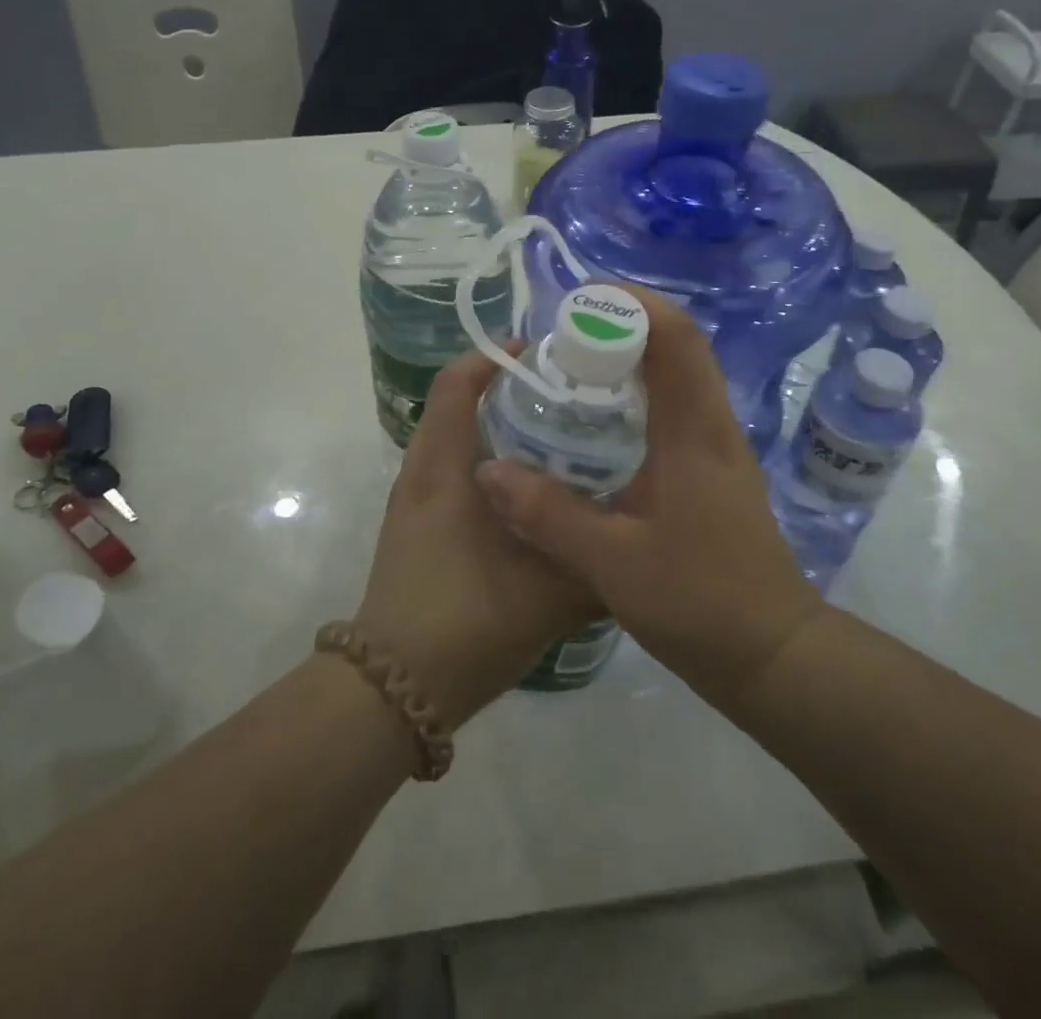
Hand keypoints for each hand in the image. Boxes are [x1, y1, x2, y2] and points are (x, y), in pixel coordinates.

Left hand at [355, 347, 598, 727]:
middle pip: (462, 402)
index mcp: (444, 466)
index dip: (496, 355)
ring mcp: (418, 498)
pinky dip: (494, 460)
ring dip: (503, 426)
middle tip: (571, 393)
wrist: (396, 688)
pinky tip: (536, 490)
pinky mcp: (421, 523)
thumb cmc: (467, 622)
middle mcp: (425, 470)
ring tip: (562, 434)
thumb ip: (598, 558)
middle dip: (512, 389)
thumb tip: (644, 531)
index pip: (458, 382)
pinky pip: (459, 469)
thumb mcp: (550, 593)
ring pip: (461, 438)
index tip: (548, 353)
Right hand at [473, 289, 820, 706]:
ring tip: (572, 368)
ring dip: (630, 358)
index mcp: (695, 432)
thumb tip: (488, 470)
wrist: (774, 653)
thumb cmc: (700, 602)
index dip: (632, 304)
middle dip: (622, 325)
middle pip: (678, 346)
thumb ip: (548, 515)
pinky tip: (597, 424)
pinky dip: (637, 394)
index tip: (578, 299)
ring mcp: (716, 447)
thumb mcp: (613, 563)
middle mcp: (711, 426)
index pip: (676, 338)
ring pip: (678, 376)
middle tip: (562, 334)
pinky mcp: (712, 470)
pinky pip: (674, 408)